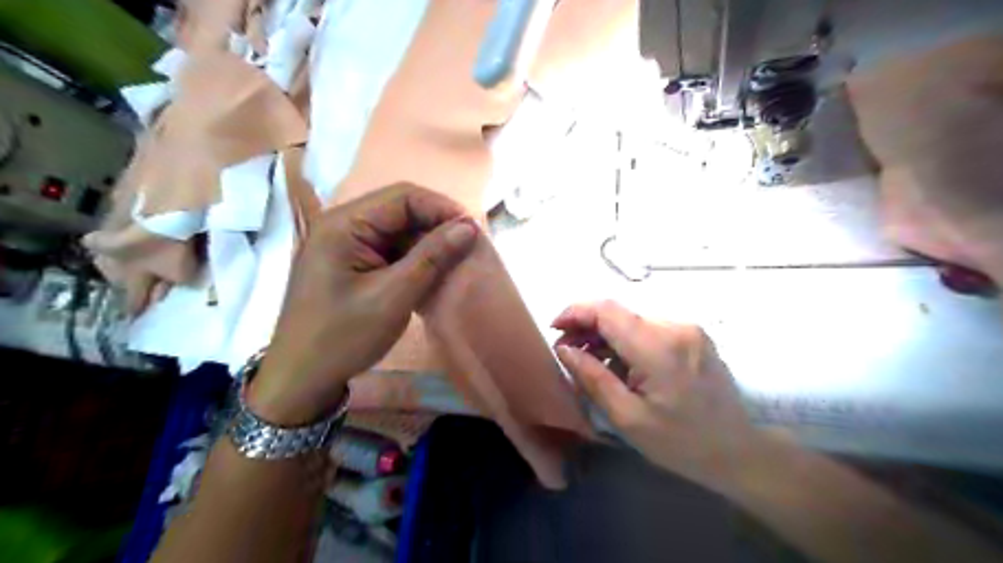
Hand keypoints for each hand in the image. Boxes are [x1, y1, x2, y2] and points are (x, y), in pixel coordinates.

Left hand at [244, 184, 474, 426]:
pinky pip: (391, 248)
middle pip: (400, 209)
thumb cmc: (342, 338)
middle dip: (437, 224)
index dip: (442, 208)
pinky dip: (415, 257)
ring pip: (399, 230)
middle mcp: (343, 224)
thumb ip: (431, 257)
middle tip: (469, 247)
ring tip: (457, 259)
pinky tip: (434, 271)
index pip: (403, 197)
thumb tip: (469, 227)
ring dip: (428, 242)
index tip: (474, 231)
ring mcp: (346, 243)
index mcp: (343, 224)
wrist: (302, 378)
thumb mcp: (393, 297)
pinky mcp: (352, 262)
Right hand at [552, 302, 764, 489]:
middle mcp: (675, 327)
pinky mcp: (693, 335)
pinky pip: (649, 328)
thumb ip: (592, 377)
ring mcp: (688, 329)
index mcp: (658, 348)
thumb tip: (564, 348)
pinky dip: (626, 340)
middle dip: (587, 326)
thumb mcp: (627, 418)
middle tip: (568, 351)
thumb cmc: (680, 442)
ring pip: (632, 319)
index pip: (607, 310)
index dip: (575, 312)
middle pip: (618, 313)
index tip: (555, 328)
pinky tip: (619, 363)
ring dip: (606, 335)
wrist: (737, 450)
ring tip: (590, 360)